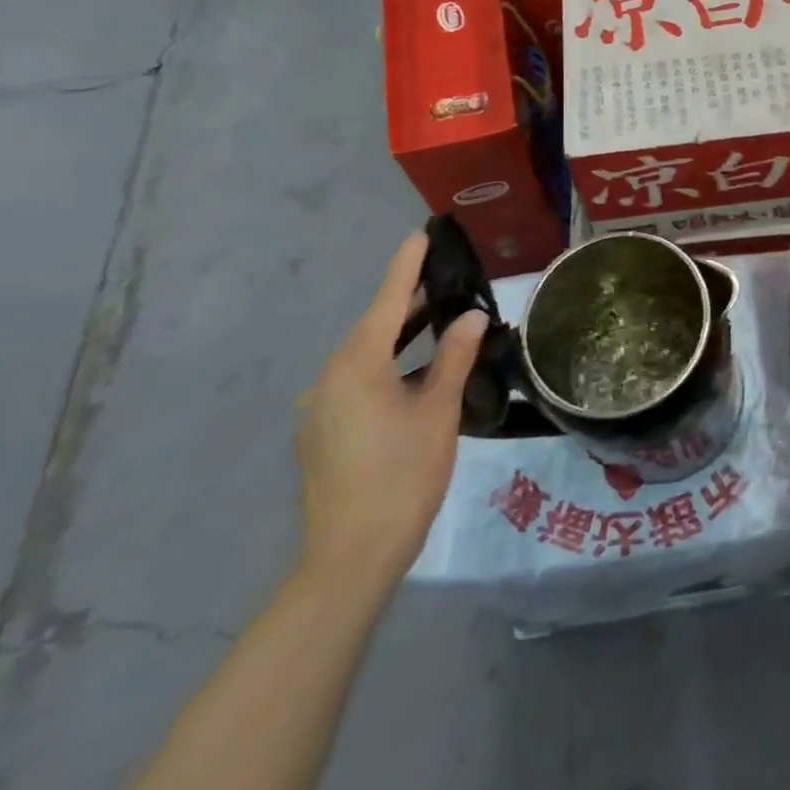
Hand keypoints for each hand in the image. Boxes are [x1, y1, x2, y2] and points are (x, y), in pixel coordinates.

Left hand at [295, 232, 485, 592]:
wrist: (350, 556)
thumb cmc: (403, 474)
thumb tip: (472, 317)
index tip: (420, 234)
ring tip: (438, 325)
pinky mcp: (319, 433)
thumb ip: (454, 357)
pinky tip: (413, 378)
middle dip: (409, 303)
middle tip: (446, 281)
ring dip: (399, 339)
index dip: (407, 267)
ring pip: (364, 358)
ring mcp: (318, 408)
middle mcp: (328, 377)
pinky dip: (386, 369)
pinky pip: (355, 383)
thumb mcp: (439, 411)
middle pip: (373, 327)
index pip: (388, 301)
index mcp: (356, 365)